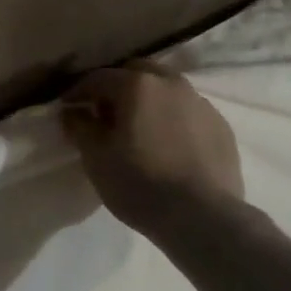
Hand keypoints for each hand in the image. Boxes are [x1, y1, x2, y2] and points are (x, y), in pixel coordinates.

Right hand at [60, 65, 244, 238]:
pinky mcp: (221, 127)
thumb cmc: (139, 183)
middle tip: (105, 114)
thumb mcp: (96, 157)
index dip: (78, 91)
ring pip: (166, 90)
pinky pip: (188, 112)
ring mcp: (201, 103)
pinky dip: (172, 119)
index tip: (68, 108)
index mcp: (138, 85)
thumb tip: (73, 112)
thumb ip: (80, 127)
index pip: (98, 78)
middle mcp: (171, 83)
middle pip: (137, 73)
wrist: (203, 218)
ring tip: (139, 129)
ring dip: (148, 101)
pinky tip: (167, 145)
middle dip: (117, 87)